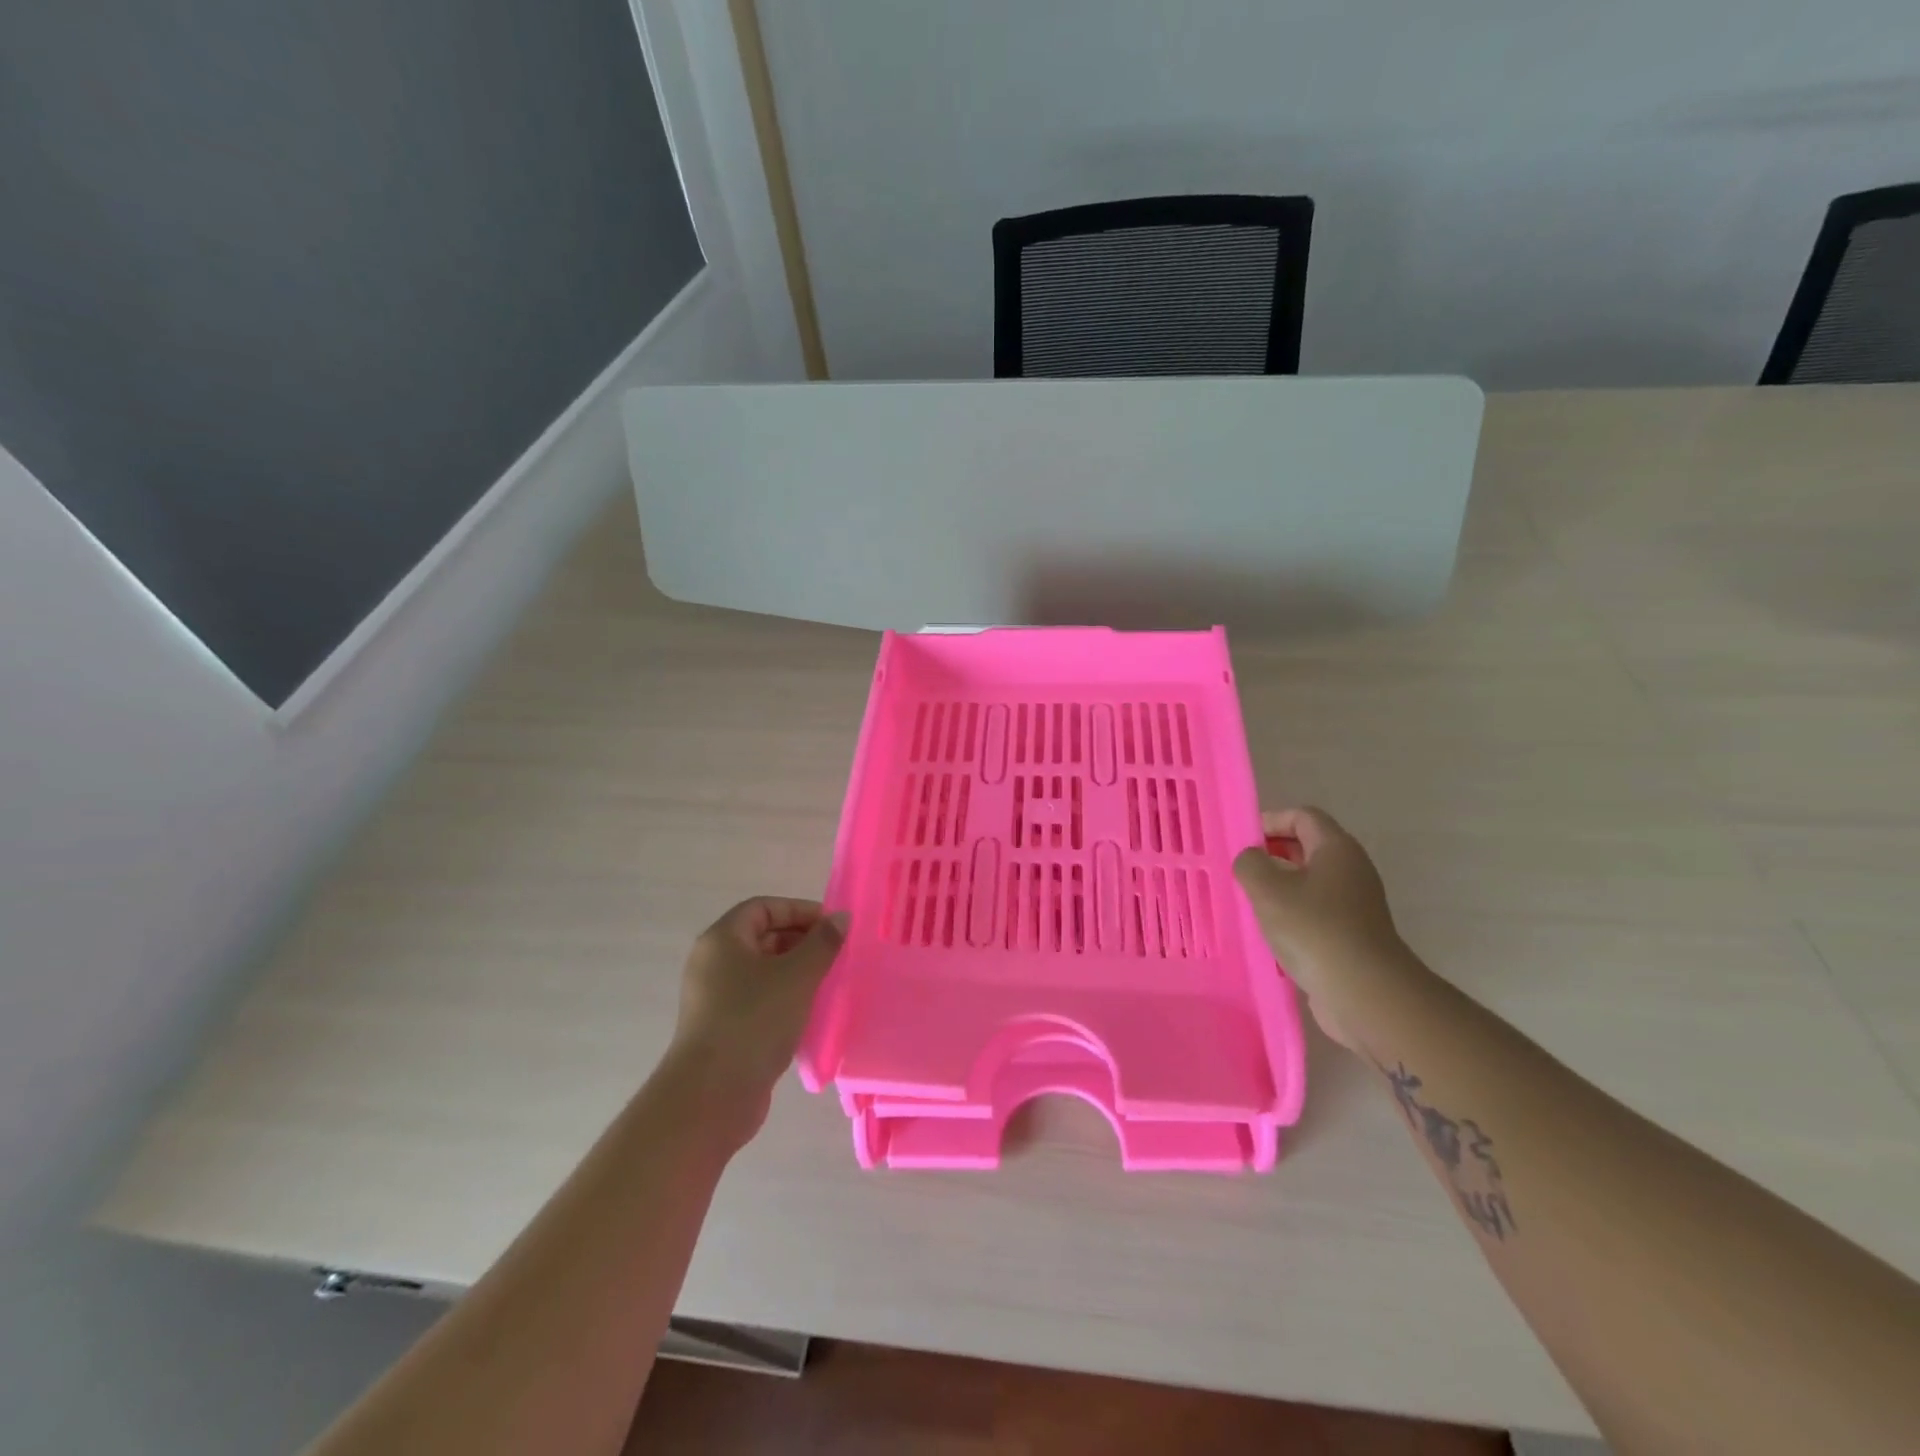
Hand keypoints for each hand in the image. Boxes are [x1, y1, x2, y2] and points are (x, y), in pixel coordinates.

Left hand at [668, 898, 846, 1140]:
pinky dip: (784, 999)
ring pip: (762, 972)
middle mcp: (713, 963)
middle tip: (836, 955)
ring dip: (796, 973)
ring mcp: (714, 998)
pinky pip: (758, 1000)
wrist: (712, 1095)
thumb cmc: (754, 1020)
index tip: (832, 927)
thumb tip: (841, 917)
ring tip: (829, 984)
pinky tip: (810, 1014)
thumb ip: (823, 943)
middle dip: (801, 942)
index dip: (799, 911)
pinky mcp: (722, 1029)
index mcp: (722, 939)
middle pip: (762, 937)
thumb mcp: (797, 975)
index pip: (763, 908)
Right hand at [1233, 807, 1401, 1049]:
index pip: (1303, 816)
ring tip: (1247, 903)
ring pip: (1309, 883)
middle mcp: (1351, 870)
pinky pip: (1315, 913)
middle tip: (1240, 871)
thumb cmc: (1314, 928)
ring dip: (1278, 889)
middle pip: (1307, 848)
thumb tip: (1251, 860)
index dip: (1270, 821)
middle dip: (1271, 855)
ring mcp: (1355, 905)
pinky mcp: (1351, 936)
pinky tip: (1269, 934)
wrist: (1365, 993)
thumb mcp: (1267, 888)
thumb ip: (1250, 863)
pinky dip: (1291, 916)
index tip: (1243, 841)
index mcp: (1336, 849)